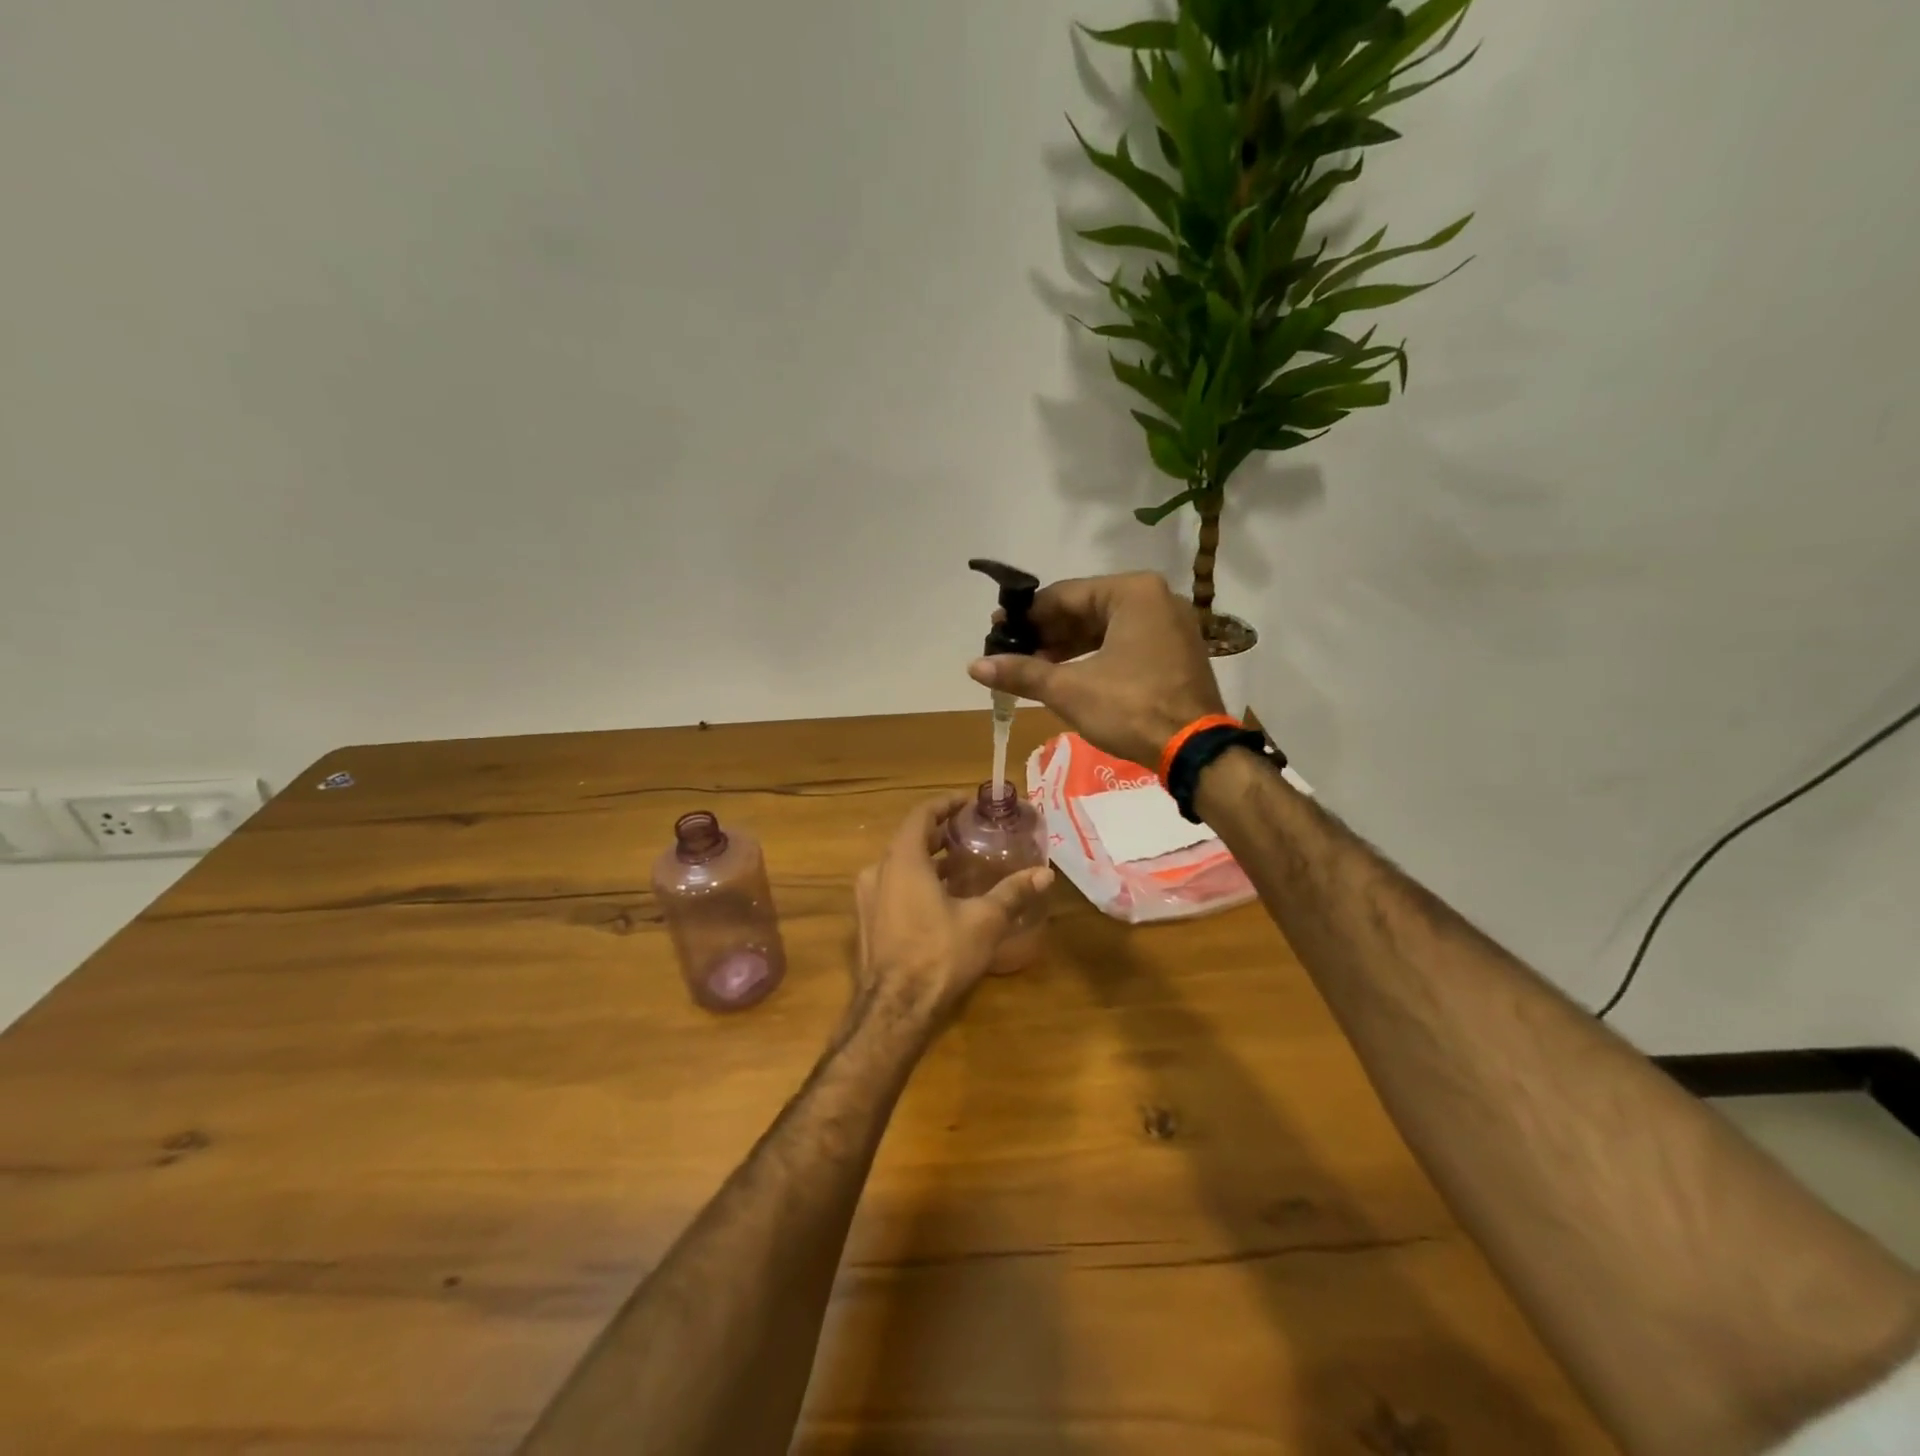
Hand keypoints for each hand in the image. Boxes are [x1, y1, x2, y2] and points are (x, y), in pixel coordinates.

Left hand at [852, 793, 1053, 1026]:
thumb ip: (1012, 892)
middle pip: (910, 839)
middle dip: (940, 832)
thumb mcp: (984, 921)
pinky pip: (893, 887)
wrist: (894, 1011)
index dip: (945, 804)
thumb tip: (1045, 874)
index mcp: (902, 860)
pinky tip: (942, 898)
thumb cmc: (939, 955)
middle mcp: (878, 871)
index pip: (921, 815)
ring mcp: (868, 898)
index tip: (968, 801)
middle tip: (971, 831)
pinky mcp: (868, 922)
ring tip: (963, 864)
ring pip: (900, 865)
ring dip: (929, 860)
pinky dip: (916, 881)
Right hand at [967, 572, 1224, 768]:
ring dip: (1067, 648)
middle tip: (1011, 651)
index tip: (997, 630)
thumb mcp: (1070, 690)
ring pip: (1105, 628)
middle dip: (1047, 633)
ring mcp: (1170, 625)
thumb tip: (974, 666)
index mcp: (1133, 592)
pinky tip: (1066, 675)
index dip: (1026, 615)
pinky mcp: (1175, 652)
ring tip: (1032, 667)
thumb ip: (1022, 673)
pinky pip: (1125, 643)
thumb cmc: (1132, 709)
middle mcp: (1156, 598)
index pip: (1064, 595)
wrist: (1194, 751)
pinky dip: (1094, 657)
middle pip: (1086, 609)